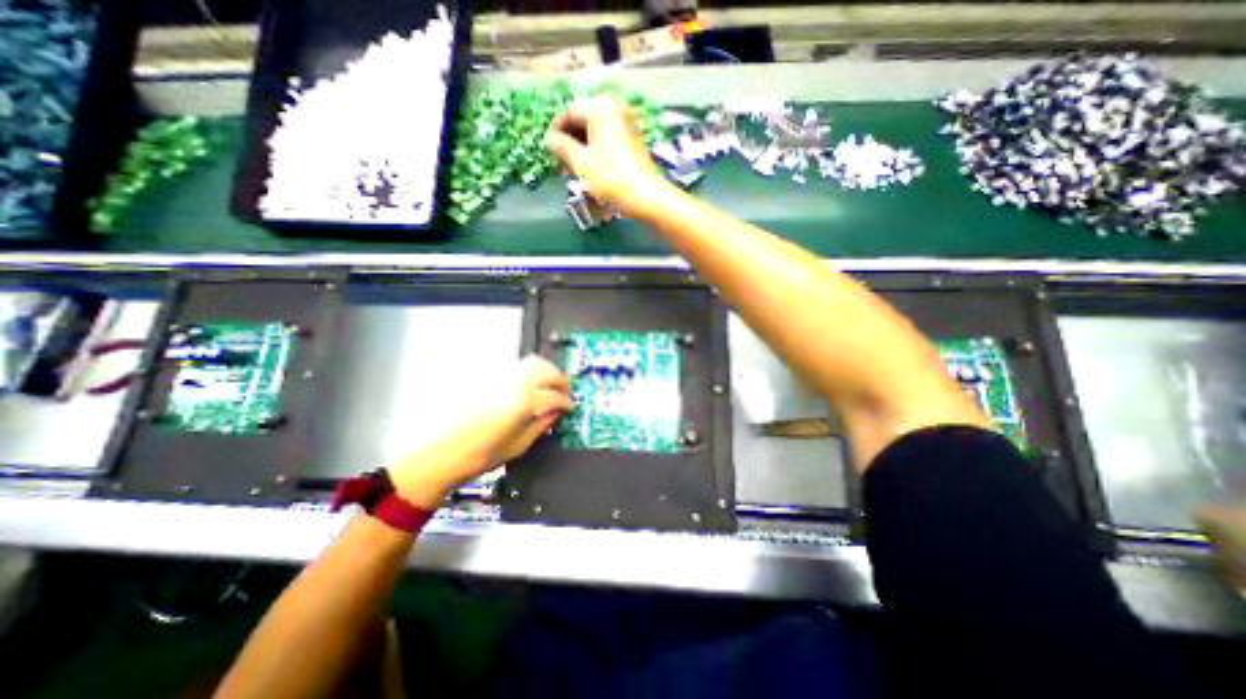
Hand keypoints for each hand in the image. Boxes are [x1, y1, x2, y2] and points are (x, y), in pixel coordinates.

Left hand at [388, 358, 573, 503]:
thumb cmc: (478, 456)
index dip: (567, 402)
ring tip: (550, 386)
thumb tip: (557, 413)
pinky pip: (516, 366)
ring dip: (547, 371)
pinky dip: (530, 371)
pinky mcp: (487, 375)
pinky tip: (530, 386)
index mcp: (522, 403)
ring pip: (532, 362)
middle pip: (547, 370)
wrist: (438, 453)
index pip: (554, 396)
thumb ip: (542, 425)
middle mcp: (512, 383)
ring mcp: (498, 376)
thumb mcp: (518, 446)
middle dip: (561, 380)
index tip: (570, 407)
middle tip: (565, 393)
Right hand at [550, 92, 676, 217]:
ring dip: (581, 150)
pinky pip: (607, 141)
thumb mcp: (581, 163)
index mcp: (601, 108)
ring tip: (572, 171)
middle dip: (569, 142)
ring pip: (595, 133)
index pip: (569, 112)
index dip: (555, 130)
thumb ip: (561, 147)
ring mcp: (626, 125)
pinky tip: (589, 171)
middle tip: (560, 163)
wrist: (647, 197)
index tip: (547, 149)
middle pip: (583, 121)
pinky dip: (595, 153)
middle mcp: (615, 110)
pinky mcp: (632, 142)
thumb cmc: (611, 178)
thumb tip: (550, 139)